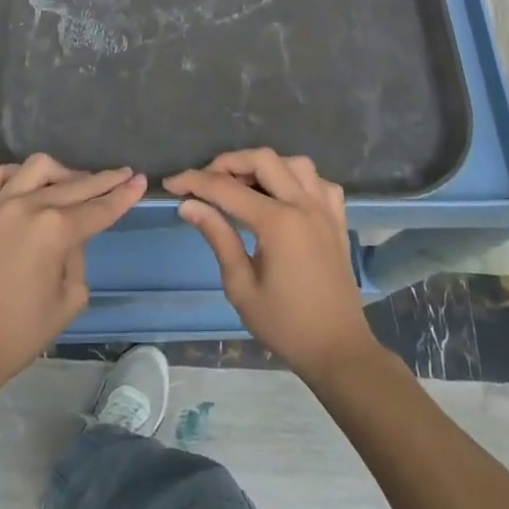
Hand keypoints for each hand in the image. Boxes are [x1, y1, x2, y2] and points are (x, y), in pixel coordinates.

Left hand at [0, 154, 144, 389]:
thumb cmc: (21, 332)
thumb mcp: (70, 299)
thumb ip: (78, 257)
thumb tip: (70, 236)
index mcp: (56, 231)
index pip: (100, 208)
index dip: (123, 195)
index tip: (140, 180)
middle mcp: (29, 207)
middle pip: (76, 184)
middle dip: (104, 180)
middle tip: (123, 174)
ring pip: (38, 167)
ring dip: (62, 173)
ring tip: (73, 184)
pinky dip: (17, 174)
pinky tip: (28, 184)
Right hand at [167, 149, 380, 382]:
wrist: (337, 348)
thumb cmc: (285, 324)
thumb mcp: (241, 286)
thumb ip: (218, 237)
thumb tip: (189, 206)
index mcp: (278, 222)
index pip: (227, 188)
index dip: (194, 182)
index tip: (171, 184)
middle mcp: (303, 204)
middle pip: (262, 159)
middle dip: (228, 163)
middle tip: (205, 183)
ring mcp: (325, 209)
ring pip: (294, 163)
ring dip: (265, 166)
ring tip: (243, 186)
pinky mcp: (338, 219)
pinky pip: (318, 182)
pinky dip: (297, 180)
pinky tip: (283, 197)